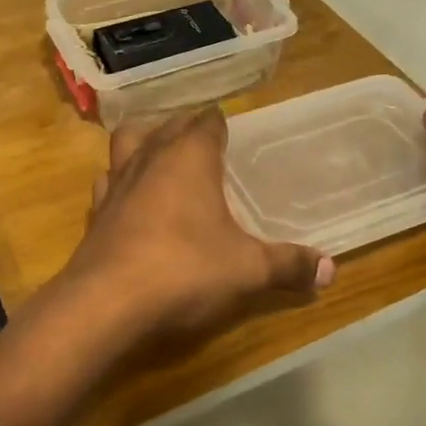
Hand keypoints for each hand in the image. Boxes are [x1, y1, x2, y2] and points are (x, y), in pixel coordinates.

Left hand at [61, 107, 332, 352]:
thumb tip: (330, 269)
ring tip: (161, 156)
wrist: (105, 303)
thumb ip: (288, 265)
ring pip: (127, 143)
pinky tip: (131, 200)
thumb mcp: (247, 270)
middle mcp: (149, 159)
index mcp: (189, 157)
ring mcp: (116, 183)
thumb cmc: (185, 270)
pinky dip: (120, 182)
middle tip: (203, 140)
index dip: (219, 122)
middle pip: (166, 126)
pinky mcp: (95, 212)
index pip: (206, 122)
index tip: (229, 127)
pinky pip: (108, 182)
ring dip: (144, 142)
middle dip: (184, 127)